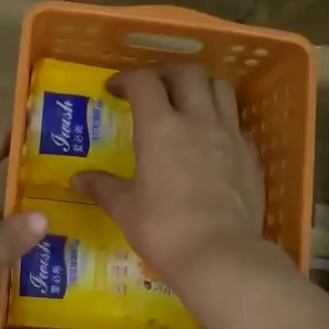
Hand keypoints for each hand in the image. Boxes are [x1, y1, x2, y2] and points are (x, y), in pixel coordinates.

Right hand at [75, 65, 266, 287]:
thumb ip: (102, 188)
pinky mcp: (251, 155)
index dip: (126, 79)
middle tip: (152, 90)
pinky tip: (212, 140)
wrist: (221, 255)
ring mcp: (230, 135)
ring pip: (220, 88)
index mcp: (160, 127)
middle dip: (166, 74)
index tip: (114, 90)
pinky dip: (222, 119)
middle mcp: (197, 120)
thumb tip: (77, 180)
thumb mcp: (125, 209)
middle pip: (187, 73)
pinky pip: (238, 122)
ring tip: (187, 103)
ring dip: (200, 87)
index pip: (144, 81)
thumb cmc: (164, 230)